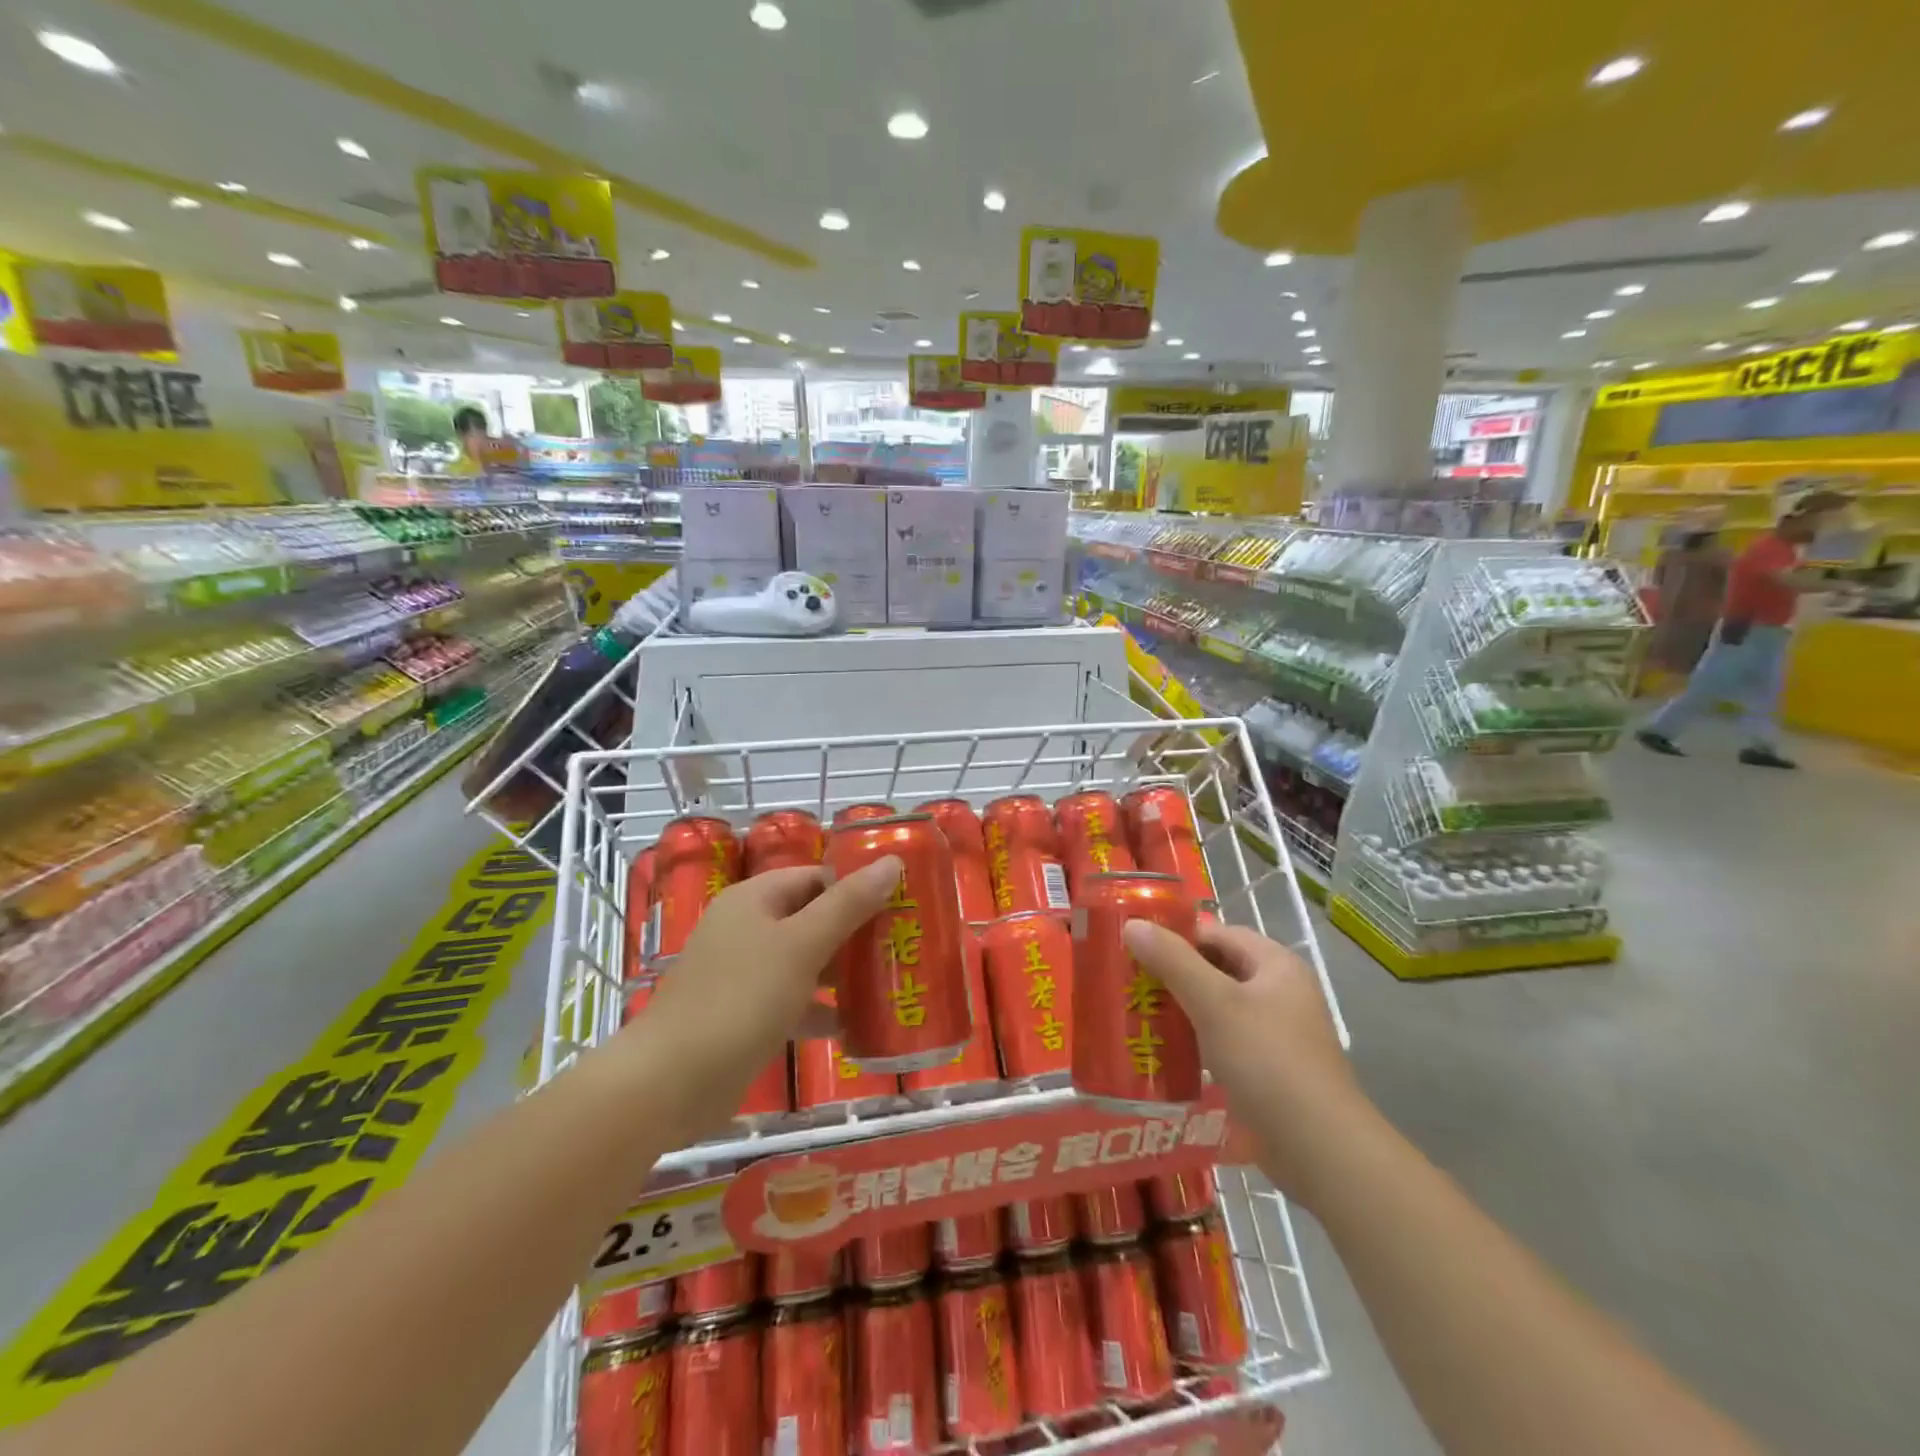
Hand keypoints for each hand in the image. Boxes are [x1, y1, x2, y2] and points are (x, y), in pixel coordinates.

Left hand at [620, 857, 901, 1138]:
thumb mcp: (802, 945)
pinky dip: (819, 1009)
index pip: (816, 876)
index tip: (900, 905)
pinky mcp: (742, 1014)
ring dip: (841, 972)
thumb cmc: (741, 999)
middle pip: (811, 917)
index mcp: (755, 899)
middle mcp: (746, 928)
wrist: (669, 1082)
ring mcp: (742, 973)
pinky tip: (853, 1027)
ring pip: (803, 960)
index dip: (856, 886)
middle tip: (901, 945)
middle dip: (855, 932)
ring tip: (888, 984)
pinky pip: (791, 999)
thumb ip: (849, 904)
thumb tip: (891, 861)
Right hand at [1123, 919, 1365, 1205]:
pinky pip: (1223, 1043)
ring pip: (1217, 1009)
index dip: (1176, 937)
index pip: (1217, 934)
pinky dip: (1195, 1044)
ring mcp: (1276, 1034)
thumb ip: (1173, 961)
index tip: (1133, 948)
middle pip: (1216, 970)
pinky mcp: (1269, 1071)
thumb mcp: (1214, 1004)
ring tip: (1136, 1018)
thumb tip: (1133, 924)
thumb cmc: (1268, 1062)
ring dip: (1180, 1012)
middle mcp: (1279, 993)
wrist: (1320, 1151)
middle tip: (1128, 985)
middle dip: (1172, 976)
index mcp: (1276, 965)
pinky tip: (1163, 1056)